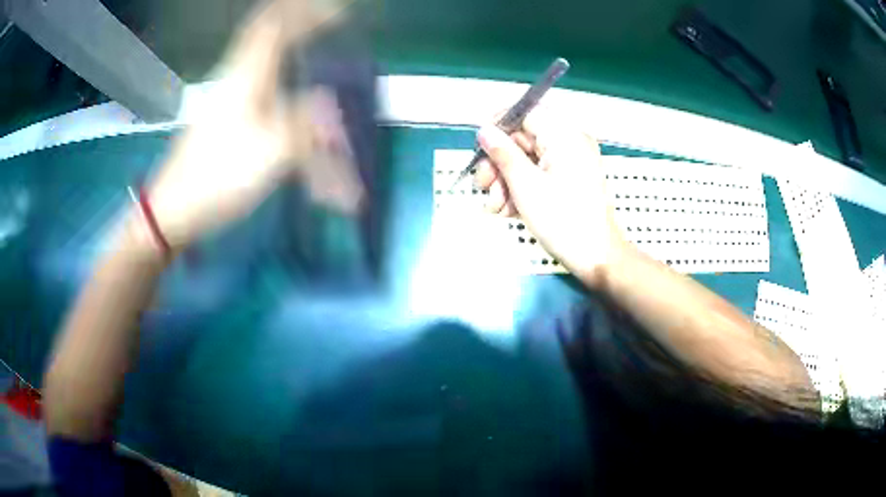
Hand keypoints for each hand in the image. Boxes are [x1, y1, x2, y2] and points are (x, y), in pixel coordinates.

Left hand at [145, 0, 353, 251]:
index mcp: (246, 74)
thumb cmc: (218, 176)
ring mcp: (229, 95)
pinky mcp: (226, 116)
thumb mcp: (271, 152)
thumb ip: (307, 123)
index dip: (306, 12)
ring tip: (316, 47)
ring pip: (264, 56)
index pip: (275, 24)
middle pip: (267, 33)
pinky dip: (282, 75)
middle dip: (299, 22)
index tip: (339, 13)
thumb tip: (330, 104)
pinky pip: (260, 82)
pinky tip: (292, 88)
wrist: (175, 208)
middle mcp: (237, 76)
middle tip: (330, 22)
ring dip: (290, 46)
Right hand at [473, 107, 626, 286]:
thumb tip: (485, 130)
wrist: (596, 257)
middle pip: (523, 139)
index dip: (499, 126)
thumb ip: (503, 154)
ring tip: (495, 206)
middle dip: (499, 163)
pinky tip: (508, 210)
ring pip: (527, 159)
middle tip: (483, 185)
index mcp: (565, 136)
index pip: (526, 112)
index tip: (480, 146)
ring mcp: (571, 162)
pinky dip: (522, 188)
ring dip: (506, 180)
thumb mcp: (526, 186)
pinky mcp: (569, 179)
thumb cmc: (563, 221)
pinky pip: (539, 173)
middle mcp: (570, 142)